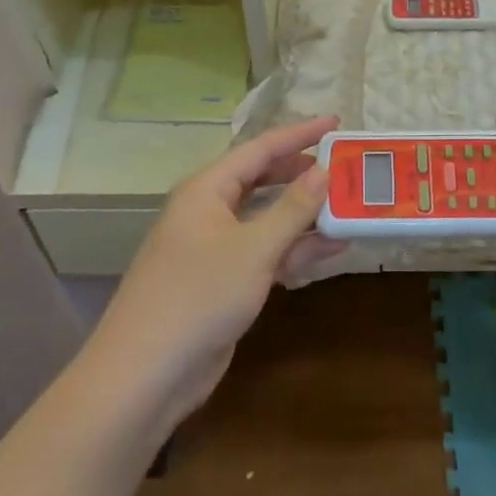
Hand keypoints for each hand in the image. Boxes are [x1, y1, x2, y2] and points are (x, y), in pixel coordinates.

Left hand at [89, 116, 345, 422]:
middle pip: (262, 180)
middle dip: (303, 174)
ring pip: (266, 219)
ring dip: (305, 216)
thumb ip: (293, 208)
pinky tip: (330, 250)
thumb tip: (324, 170)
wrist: (146, 373)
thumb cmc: (199, 295)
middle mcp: (209, 211)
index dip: (300, 134)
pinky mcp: (222, 281)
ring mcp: (214, 248)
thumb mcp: (255, 248)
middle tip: (344, 168)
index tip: (336, 122)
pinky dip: (294, 250)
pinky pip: (264, 252)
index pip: (260, 149)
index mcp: (207, 189)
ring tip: (349, 208)